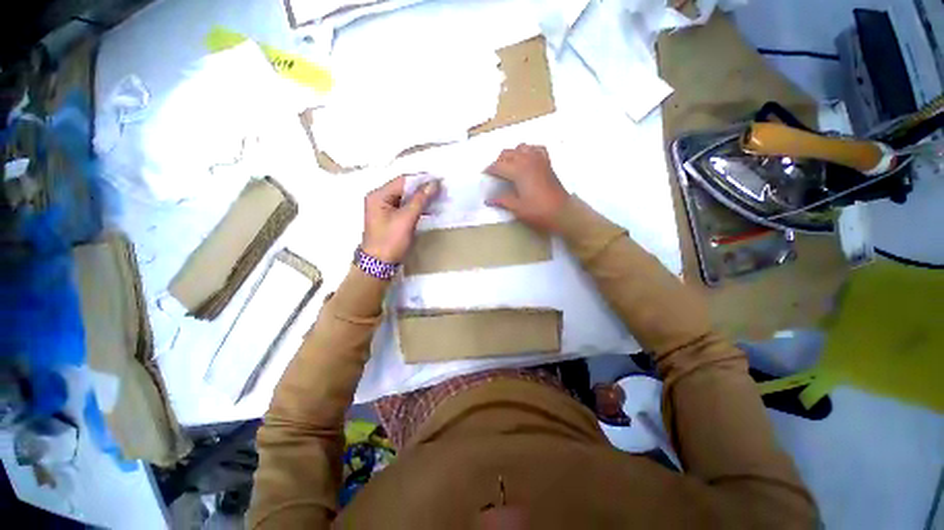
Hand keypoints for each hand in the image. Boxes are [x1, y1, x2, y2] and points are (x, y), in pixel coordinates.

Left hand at [361, 175, 438, 262]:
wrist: (379, 264)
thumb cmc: (391, 241)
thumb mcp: (406, 219)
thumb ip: (420, 200)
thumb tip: (434, 183)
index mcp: (379, 195)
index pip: (403, 181)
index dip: (421, 179)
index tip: (439, 180)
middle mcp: (379, 198)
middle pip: (404, 188)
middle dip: (422, 189)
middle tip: (441, 189)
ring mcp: (384, 208)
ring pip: (406, 198)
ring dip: (421, 198)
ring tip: (438, 198)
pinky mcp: (390, 218)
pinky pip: (405, 207)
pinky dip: (417, 207)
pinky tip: (429, 208)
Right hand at [485, 144, 568, 231]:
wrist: (562, 212)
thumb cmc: (538, 211)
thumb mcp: (517, 208)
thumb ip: (502, 201)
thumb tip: (488, 199)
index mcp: (518, 171)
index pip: (498, 165)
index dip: (489, 170)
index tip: (484, 175)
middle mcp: (528, 160)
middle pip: (508, 153)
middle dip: (499, 161)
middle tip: (495, 173)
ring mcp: (539, 159)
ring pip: (521, 147)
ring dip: (512, 154)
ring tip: (509, 166)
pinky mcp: (547, 163)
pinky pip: (536, 149)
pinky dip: (529, 151)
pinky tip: (526, 159)